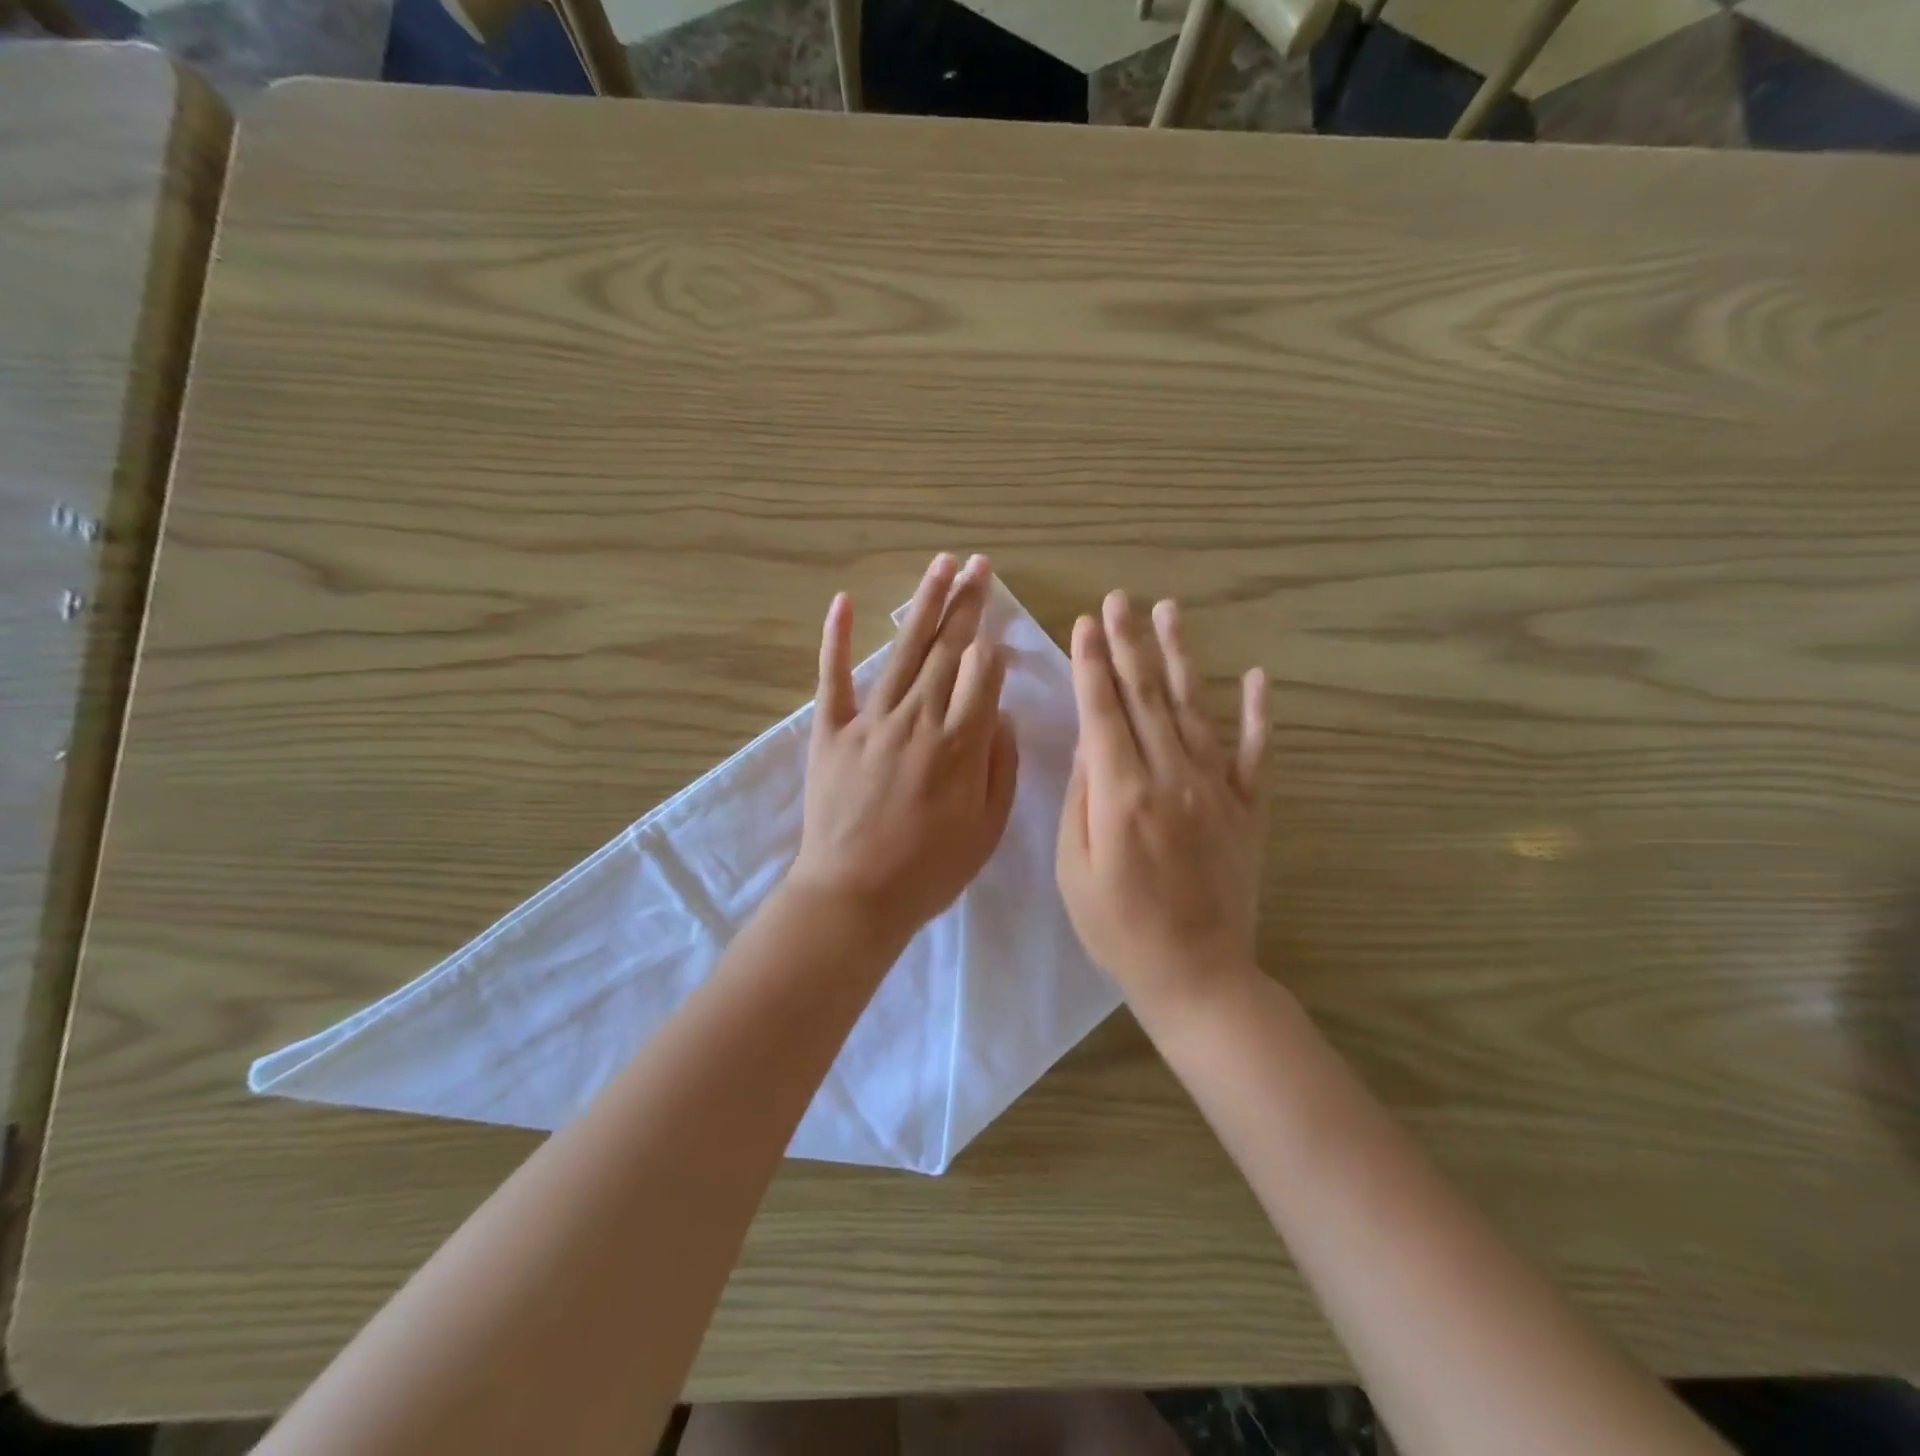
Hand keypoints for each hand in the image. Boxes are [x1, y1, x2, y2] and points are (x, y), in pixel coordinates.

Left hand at [789, 553, 1018, 945]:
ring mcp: (871, 720)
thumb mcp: (987, 828)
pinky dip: (837, 639)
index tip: (996, 634)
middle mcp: (919, 719)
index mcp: (961, 744)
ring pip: (904, 650)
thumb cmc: (929, 870)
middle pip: (949, 649)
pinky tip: (844, 601)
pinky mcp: (831, 731)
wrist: (854, 896)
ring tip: (941, 564)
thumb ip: (1000, 765)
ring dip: (924, 604)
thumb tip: (998, 712)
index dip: (992, 648)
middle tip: (979, 565)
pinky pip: (834, 678)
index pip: (983, 673)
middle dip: (967, 603)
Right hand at [1056, 592, 1269, 1025]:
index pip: (1103, 711)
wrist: (1196, 973)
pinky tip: (1255, 676)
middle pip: (1146, 695)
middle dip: (1127, 643)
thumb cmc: (1118, 927)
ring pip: (1195, 707)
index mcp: (1122, 793)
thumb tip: (1088, 741)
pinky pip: (1255, 751)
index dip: (1091, 664)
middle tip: (1118, 599)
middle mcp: (1171, 776)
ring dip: (1180, 656)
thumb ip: (1082, 796)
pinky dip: (1257, 712)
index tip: (1084, 623)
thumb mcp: (1074, 866)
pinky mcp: (1248, 807)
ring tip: (1168, 611)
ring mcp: (1216, 788)